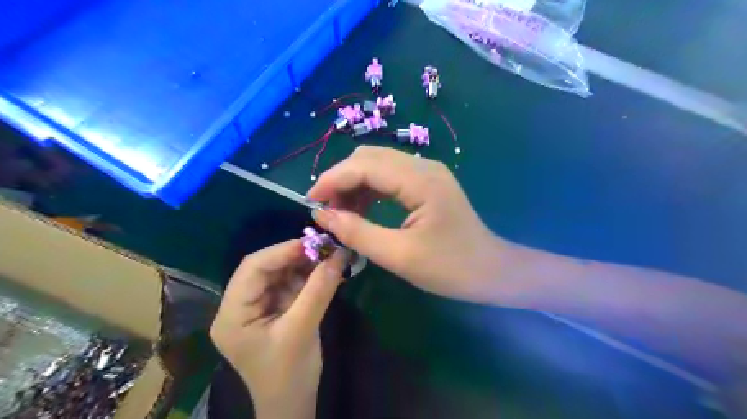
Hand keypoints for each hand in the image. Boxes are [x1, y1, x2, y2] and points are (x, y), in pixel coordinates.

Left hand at [210, 240, 346, 416]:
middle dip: (296, 256)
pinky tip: (326, 270)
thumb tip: (339, 254)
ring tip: (330, 256)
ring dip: (305, 264)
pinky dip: (309, 275)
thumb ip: (319, 291)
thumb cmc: (289, 374)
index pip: (252, 269)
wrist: (293, 403)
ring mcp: (258, 306)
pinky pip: (291, 284)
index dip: (282, 251)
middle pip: (265, 268)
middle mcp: (240, 306)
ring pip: (280, 273)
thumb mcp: (302, 331)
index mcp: (232, 315)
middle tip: (325, 247)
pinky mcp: (275, 308)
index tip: (314, 242)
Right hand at [306, 147, 509, 304]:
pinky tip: (362, 210)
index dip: (332, 180)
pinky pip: (389, 176)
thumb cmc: (451, 268)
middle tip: (326, 211)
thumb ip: (358, 233)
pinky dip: (369, 190)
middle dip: (341, 180)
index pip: (364, 165)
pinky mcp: (427, 183)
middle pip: (369, 157)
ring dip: (354, 184)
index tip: (310, 202)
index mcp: (420, 180)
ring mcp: (427, 172)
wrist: (492, 271)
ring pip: (377, 165)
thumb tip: (322, 215)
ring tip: (341, 214)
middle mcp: (423, 166)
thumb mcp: (400, 256)